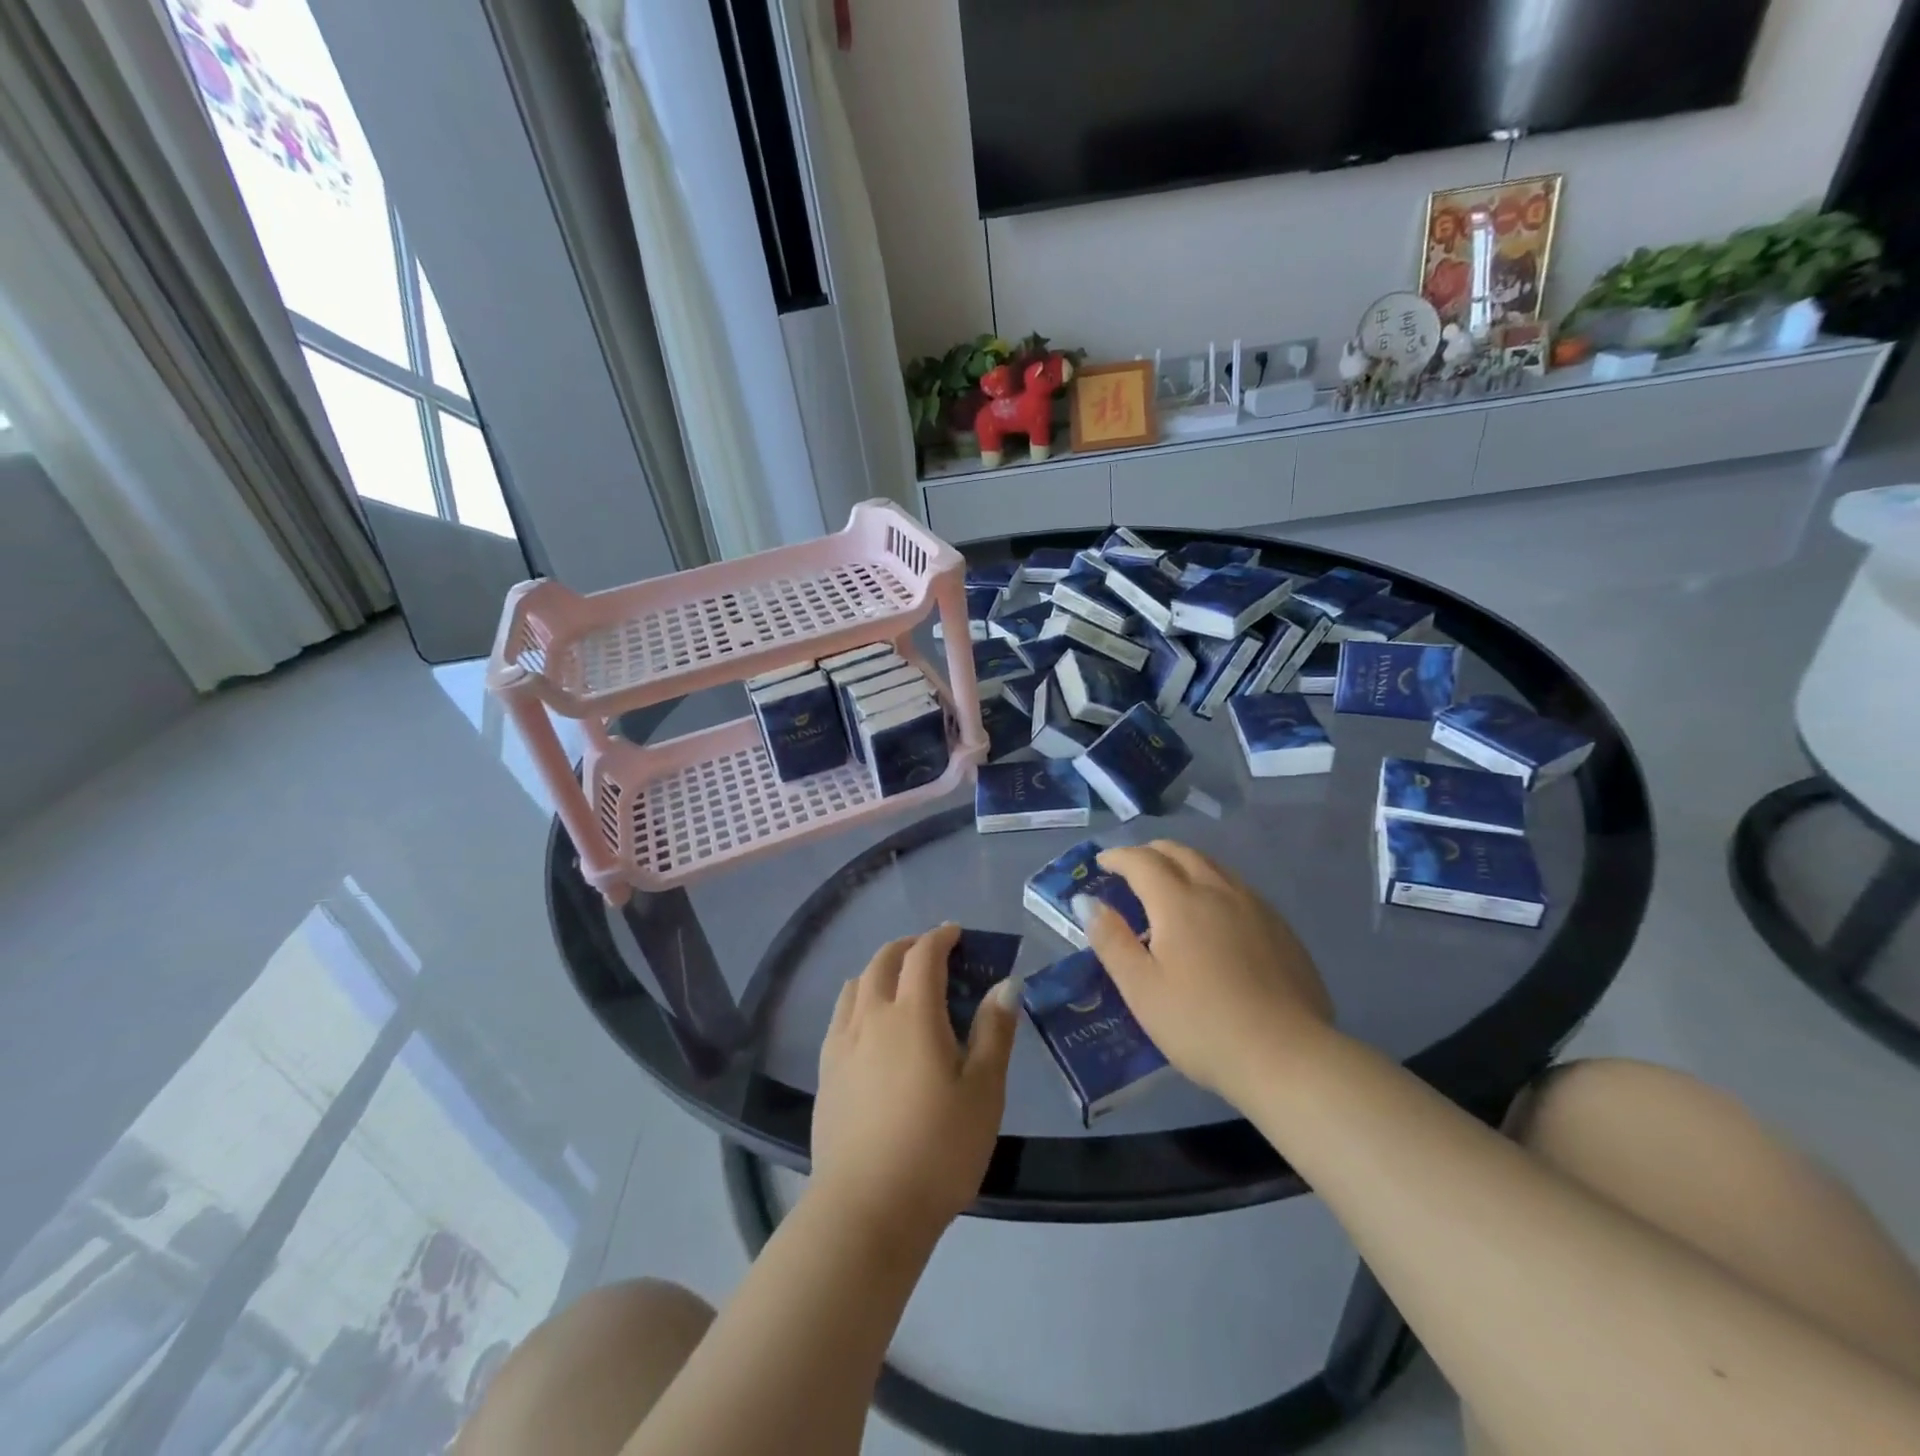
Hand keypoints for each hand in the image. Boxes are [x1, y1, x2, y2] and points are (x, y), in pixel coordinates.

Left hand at [812, 925, 1018, 1240]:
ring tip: (900, 984)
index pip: (923, 955)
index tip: (957, 934)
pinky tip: (870, 1025)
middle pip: (883, 961)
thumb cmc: (938, 1149)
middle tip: (932, 954)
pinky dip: (858, 999)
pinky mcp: (825, 1071)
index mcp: (912, 1014)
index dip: (941, 937)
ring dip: (880, 970)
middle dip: (908, 947)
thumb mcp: (983, 1092)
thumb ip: (994, 1031)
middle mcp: (871, 1016)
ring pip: (856, 984)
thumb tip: (1005, 984)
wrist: (866, 1209)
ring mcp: (841, 1043)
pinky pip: (840, 1015)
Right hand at [1082, 841, 1334, 1105]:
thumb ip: (1110, 939)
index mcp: (1179, 901)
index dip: (1118, 857)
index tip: (1101, 864)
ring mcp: (1255, 907)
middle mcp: (1218, 890)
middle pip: (1180, 852)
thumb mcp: (1141, 988)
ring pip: (1213, 866)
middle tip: (1131, 868)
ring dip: (1184, 864)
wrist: (1288, 1057)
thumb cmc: (1201, 1024)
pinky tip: (1214, 915)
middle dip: (1150, 853)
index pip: (1142, 860)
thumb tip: (1087, 900)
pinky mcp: (1281, 929)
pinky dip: (1213, 885)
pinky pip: (1238, 889)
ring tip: (1169, 885)